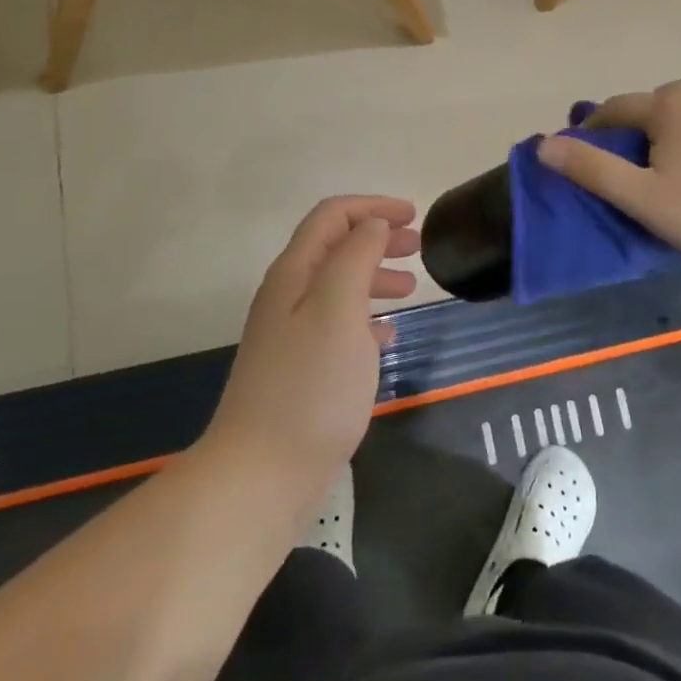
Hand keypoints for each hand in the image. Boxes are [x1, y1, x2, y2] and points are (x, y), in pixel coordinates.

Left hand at [201, 196, 418, 501]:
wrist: (262, 473)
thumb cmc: (310, 384)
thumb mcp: (339, 308)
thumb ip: (356, 257)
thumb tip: (372, 225)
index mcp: (295, 273)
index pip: (332, 216)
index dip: (372, 207)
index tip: (414, 216)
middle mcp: (288, 296)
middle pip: (335, 248)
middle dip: (377, 238)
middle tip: (418, 248)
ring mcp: (292, 335)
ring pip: (339, 287)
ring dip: (375, 277)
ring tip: (410, 290)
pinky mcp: (301, 370)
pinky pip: (339, 326)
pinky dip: (367, 318)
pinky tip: (388, 336)